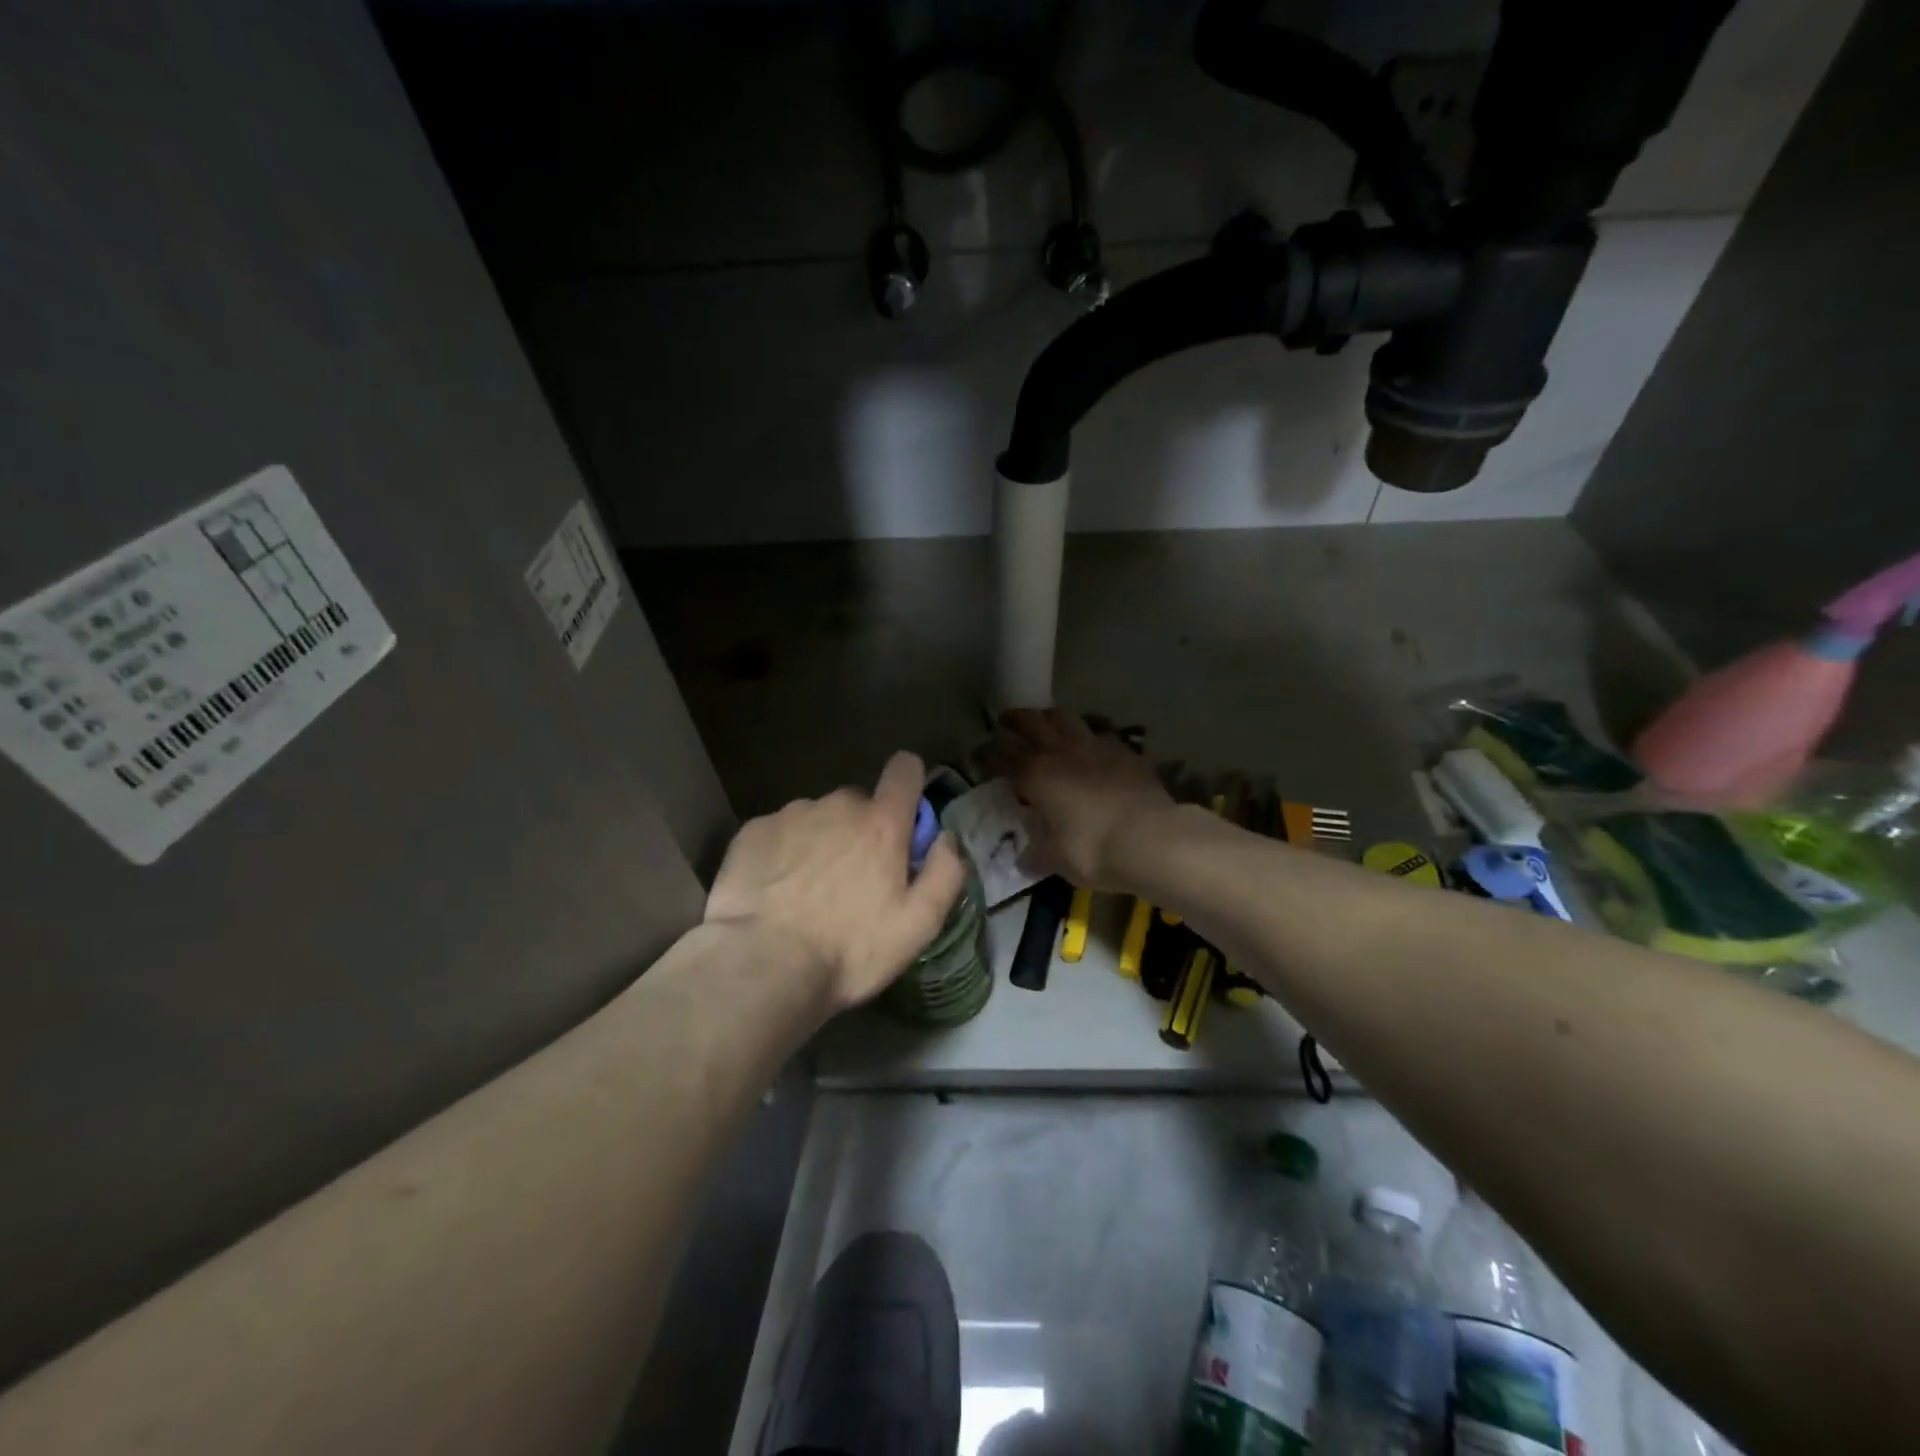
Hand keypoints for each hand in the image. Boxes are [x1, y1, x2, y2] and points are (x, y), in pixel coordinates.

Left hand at [704, 752, 966, 1012]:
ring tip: (807, 891)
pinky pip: (778, 831)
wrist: (763, 966)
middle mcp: (838, 805)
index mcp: (882, 823)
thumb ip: (945, 873)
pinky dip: (782, 852)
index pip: (905, 770)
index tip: (904, 814)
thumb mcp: (918, 925)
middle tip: (852, 880)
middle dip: (860, 830)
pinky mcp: (753, 831)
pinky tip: (775, 891)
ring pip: (816, 817)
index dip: (908, 783)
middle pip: (857, 802)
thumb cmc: (850, 949)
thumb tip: (946, 838)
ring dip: (820, 841)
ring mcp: (791, 814)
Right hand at [993, 709, 1176, 889]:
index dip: (987, 754)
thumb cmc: (1094, 851)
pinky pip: (1100, 733)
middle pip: (1032, 722)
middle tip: (1006, 721)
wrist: (1152, 839)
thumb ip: (1037, 853)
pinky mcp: (1125, 751)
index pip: (1002, 756)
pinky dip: (1089, 735)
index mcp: (1036, 775)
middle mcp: (1061, 752)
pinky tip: (1091, 745)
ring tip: (1046, 722)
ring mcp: (1096, 746)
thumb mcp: (1057, 860)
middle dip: (1015, 719)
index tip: (979, 754)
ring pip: (1066, 717)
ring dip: (1051, 717)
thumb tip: (1023, 858)